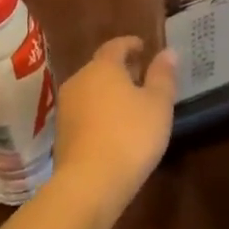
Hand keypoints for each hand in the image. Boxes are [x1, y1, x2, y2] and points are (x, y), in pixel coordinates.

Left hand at [50, 37, 175, 222]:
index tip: (143, 47)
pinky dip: (98, 113)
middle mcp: (79, 80)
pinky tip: (112, 128)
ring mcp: (66, 108)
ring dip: (108, 93)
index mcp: (102, 67)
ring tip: (128, 104)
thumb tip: (168, 51)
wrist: (88, 184)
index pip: (116, 46)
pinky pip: (83, 113)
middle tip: (140, 76)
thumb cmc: (130, 136)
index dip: (130, 44)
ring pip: (90, 90)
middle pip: (100, 67)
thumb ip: (163, 76)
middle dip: (120, 69)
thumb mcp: (158, 105)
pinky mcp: (61, 134)